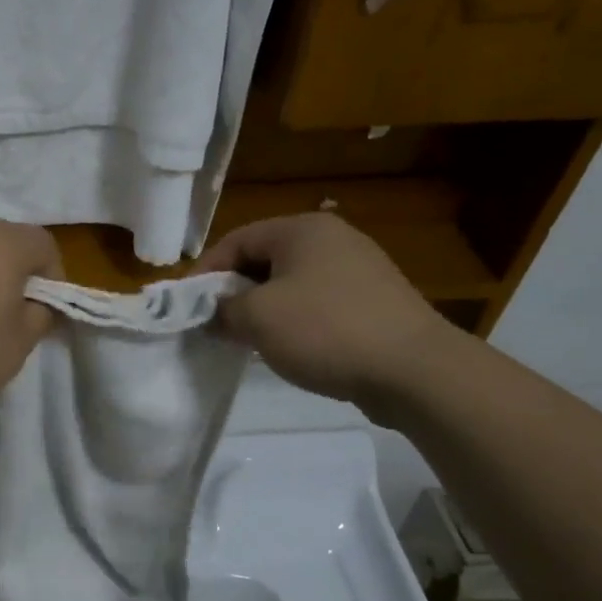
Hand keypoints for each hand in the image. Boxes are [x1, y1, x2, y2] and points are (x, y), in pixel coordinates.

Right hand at [198, 212, 458, 407]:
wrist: (414, 370)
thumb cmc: (326, 331)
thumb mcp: (257, 318)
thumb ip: (223, 310)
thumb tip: (214, 314)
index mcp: (302, 229)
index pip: (236, 240)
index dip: (205, 272)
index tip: (187, 306)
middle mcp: (333, 239)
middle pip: (264, 259)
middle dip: (233, 291)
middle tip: (214, 323)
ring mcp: (359, 269)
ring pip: (290, 283)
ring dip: (262, 308)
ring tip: (246, 339)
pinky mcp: (374, 301)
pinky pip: (318, 303)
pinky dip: (294, 320)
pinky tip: (289, 348)